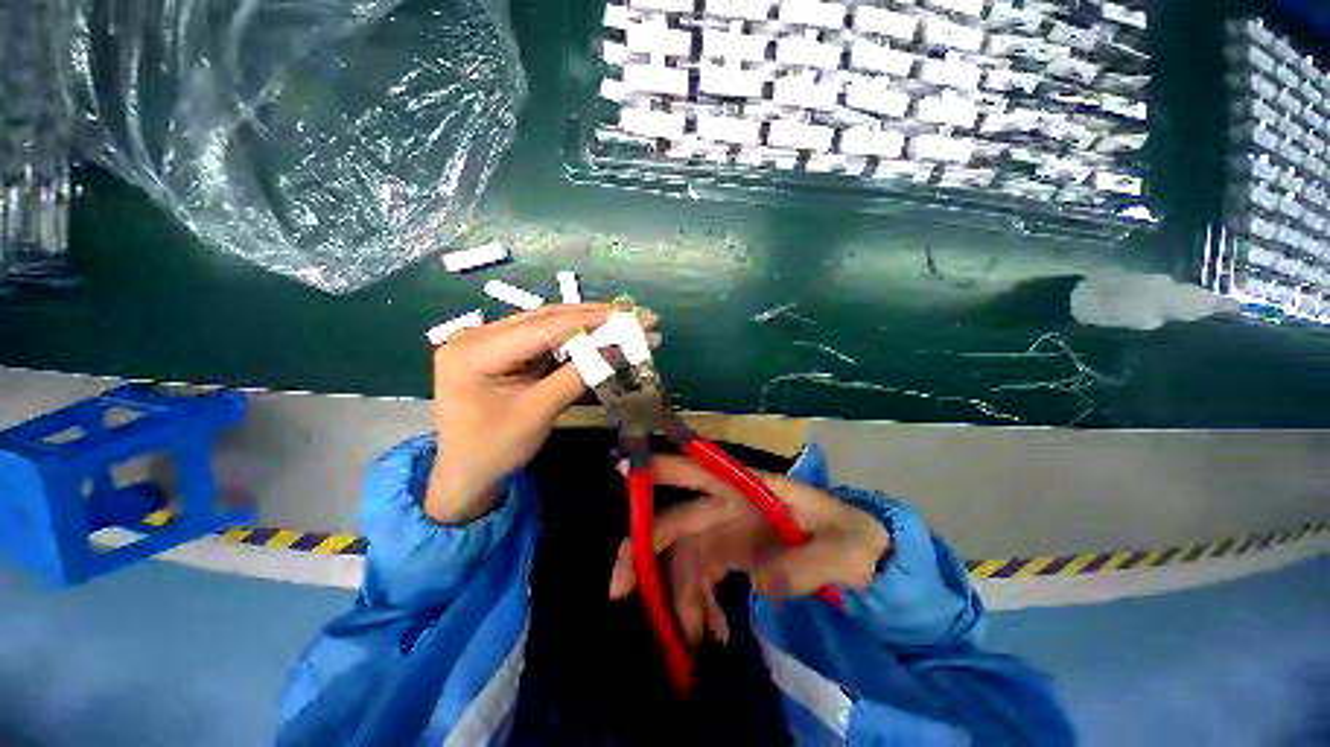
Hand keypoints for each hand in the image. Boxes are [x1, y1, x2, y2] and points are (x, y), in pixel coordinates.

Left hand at [426, 304, 657, 523]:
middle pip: (548, 318)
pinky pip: (546, 337)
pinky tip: (602, 334)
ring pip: (550, 323)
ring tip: (628, 323)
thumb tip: (621, 347)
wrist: (466, 474)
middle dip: (597, 317)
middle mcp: (478, 334)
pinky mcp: (504, 349)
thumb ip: (579, 375)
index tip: (633, 318)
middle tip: (639, 317)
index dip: (593, 321)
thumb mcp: (540, 412)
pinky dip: (577, 337)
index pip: (545, 327)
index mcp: (475, 350)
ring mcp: (490, 339)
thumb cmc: (496, 449)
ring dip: (590, 324)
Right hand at [608, 454, 889, 644]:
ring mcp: (730, 533)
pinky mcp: (734, 557)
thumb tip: (757, 582)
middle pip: (677, 521)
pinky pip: (701, 579)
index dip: (662, 468)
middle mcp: (731, 507)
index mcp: (752, 490)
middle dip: (643, 547)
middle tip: (619, 590)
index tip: (624, 472)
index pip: (701, 470)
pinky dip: (696, 606)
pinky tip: (711, 635)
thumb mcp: (848, 550)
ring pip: (684, 558)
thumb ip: (809, 563)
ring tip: (691, 642)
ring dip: (676, 597)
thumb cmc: (857, 539)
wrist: (867, 555)